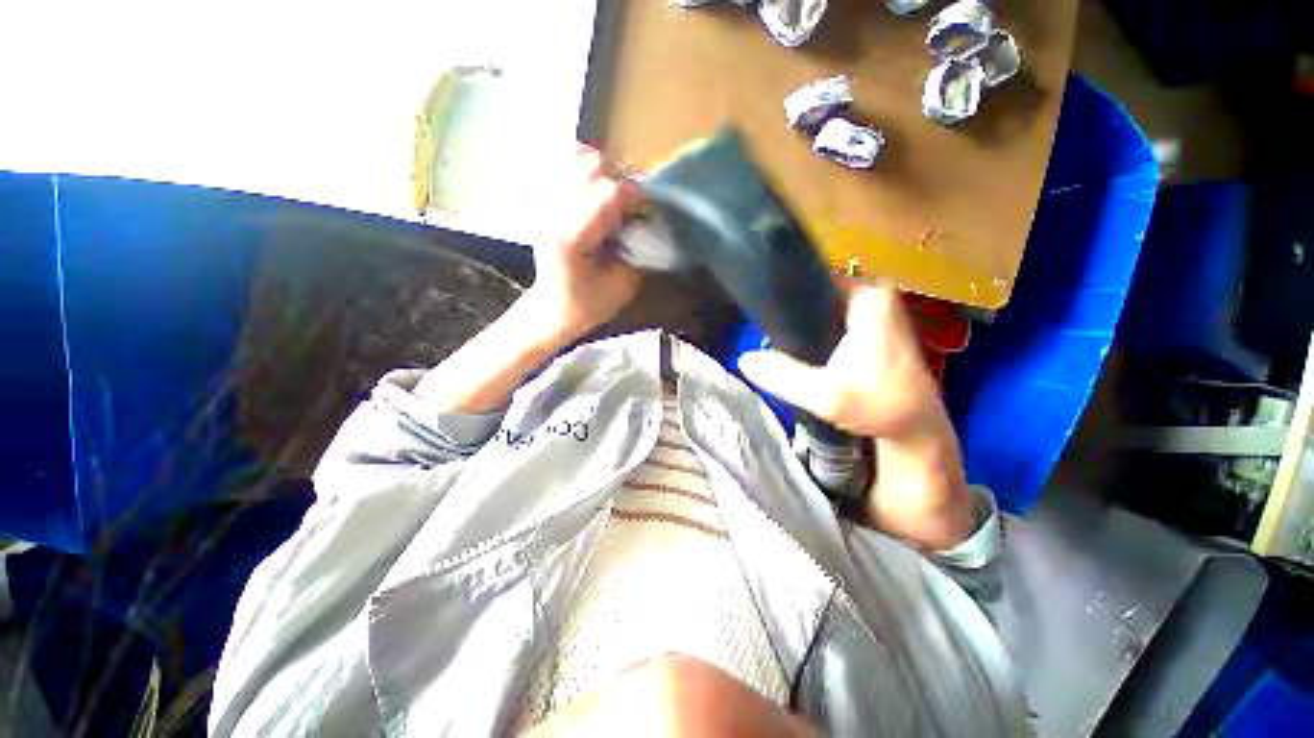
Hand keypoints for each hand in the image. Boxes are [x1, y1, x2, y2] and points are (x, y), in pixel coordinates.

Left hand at [522, 143, 640, 344]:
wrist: (553, 308)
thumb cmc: (588, 304)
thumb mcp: (623, 285)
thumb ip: (639, 249)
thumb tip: (648, 220)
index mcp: (571, 235)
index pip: (609, 192)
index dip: (635, 199)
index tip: (643, 216)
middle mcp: (553, 210)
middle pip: (593, 167)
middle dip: (620, 183)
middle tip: (627, 209)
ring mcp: (545, 202)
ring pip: (577, 157)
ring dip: (604, 173)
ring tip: (611, 199)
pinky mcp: (544, 200)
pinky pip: (565, 162)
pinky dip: (585, 167)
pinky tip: (595, 189)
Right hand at [737, 282, 941, 440]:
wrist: (915, 430)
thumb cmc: (878, 407)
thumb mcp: (824, 395)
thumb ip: (782, 376)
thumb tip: (744, 360)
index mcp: (869, 298)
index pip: (814, 278)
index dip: (786, 292)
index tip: (762, 311)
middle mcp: (875, 296)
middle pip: (818, 293)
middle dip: (792, 313)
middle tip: (766, 333)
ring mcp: (877, 312)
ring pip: (825, 309)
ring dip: (803, 324)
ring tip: (777, 341)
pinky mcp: (876, 330)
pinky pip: (834, 321)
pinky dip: (816, 333)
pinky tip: (801, 350)